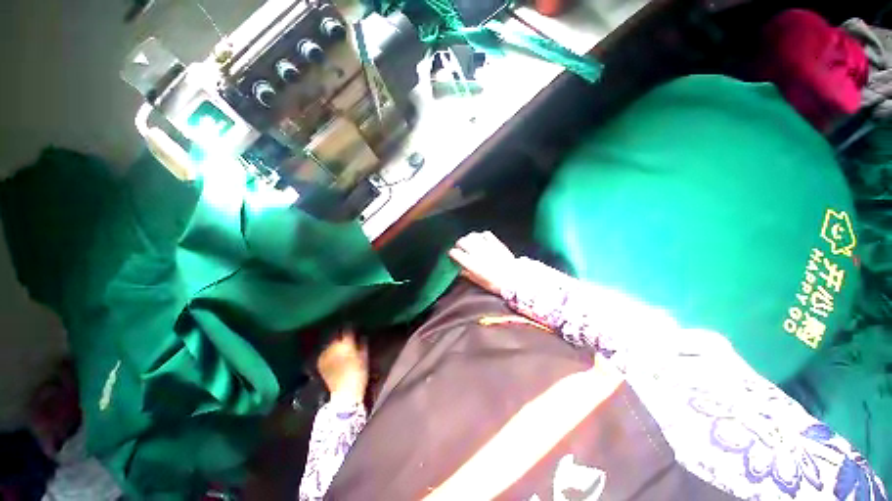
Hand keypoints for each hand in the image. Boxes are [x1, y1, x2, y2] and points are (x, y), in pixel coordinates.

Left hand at [317, 330, 367, 403]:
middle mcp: (333, 347)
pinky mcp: (320, 362)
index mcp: (346, 344)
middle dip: (340, 334)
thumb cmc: (358, 374)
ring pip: (329, 343)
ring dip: (334, 342)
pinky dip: (328, 351)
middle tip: (345, 335)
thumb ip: (362, 344)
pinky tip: (332, 353)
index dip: (350, 327)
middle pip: (336, 335)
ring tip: (338, 344)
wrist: (344, 393)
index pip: (347, 329)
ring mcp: (325, 355)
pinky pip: (324, 352)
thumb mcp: (365, 357)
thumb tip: (361, 335)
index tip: (352, 326)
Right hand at [448, 231, 516, 296]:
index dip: (452, 254)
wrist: (515, 279)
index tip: (453, 256)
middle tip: (460, 248)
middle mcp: (477, 252)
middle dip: (459, 244)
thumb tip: (461, 270)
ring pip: (472, 235)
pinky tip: (482, 239)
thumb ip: (468, 275)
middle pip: (462, 241)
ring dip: (469, 238)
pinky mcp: (496, 242)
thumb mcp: (479, 282)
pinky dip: (481, 235)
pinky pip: (485, 234)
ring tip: (470, 242)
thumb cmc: (496, 283)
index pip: (455, 253)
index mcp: (471, 263)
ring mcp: (487, 246)